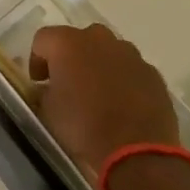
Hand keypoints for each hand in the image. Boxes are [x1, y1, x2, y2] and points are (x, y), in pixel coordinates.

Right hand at [29, 23, 179, 178]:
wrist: (137, 151)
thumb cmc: (84, 126)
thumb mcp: (49, 111)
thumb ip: (44, 92)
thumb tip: (48, 88)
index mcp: (67, 43)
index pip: (42, 40)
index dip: (37, 60)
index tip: (40, 83)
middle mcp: (98, 38)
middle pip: (77, 39)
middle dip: (71, 58)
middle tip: (68, 84)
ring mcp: (129, 53)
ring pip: (107, 51)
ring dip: (99, 66)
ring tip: (98, 95)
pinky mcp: (152, 72)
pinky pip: (130, 69)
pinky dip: (123, 80)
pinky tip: (123, 105)